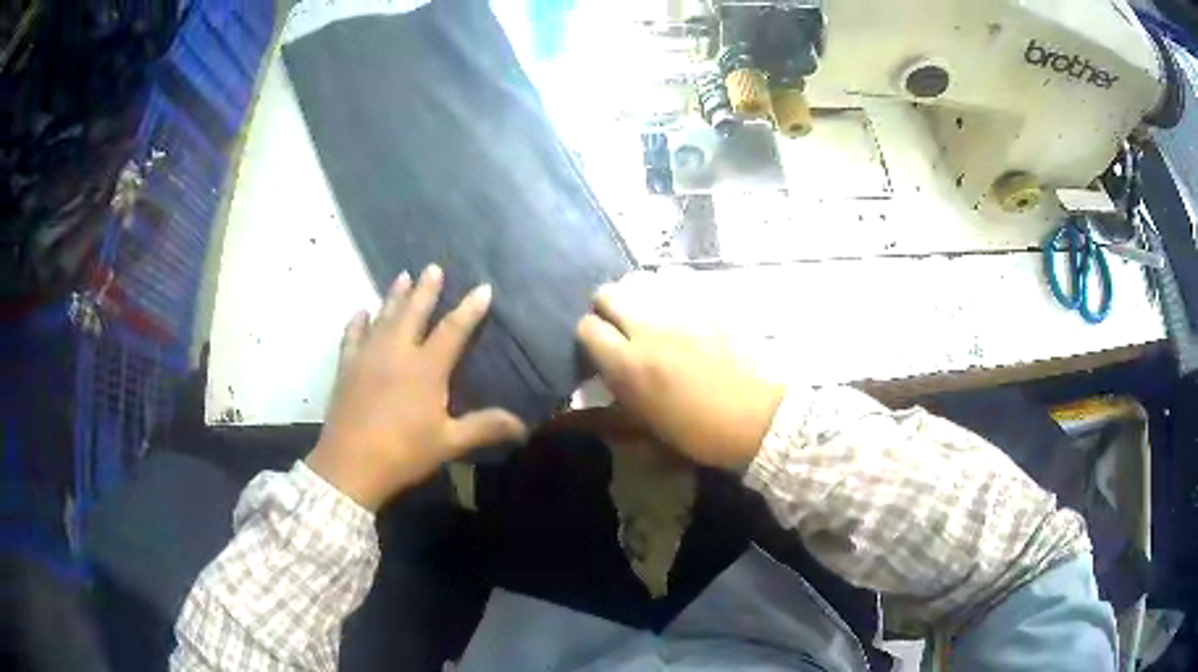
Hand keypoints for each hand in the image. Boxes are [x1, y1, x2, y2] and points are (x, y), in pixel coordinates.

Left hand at [308, 265, 527, 509]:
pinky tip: (361, 311)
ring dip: (394, 295)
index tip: (482, 288)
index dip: (470, 309)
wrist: (351, 464)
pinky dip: (357, 322)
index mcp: (426, 368)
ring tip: (402, 275)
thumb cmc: (403, 452)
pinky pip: (352, 336)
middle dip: (426, 289)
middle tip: (433, 267)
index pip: (453, 330)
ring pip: (384, 317)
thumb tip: (523, 426)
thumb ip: (484, 427)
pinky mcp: (347, 367)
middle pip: (414, 312)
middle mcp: (397, 352)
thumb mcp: (449, 442)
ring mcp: (368, 356)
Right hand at [575, 271, 784, 468]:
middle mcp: (648, 328)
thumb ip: (605, 412)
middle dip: (607, 307)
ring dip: (637, 293)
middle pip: (607, 293)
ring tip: (650, 311)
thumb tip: (574, 408)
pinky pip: (676, 276)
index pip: (587, 327)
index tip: (600, 348)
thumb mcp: (645, 430)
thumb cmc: (698, 432)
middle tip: (621, 326)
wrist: (756, 417)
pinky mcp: (709, 300)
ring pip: (640, 278)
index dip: (589, 336)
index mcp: (628, 365)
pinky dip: (669, 286)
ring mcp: (681, 309)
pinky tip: (678, 303)